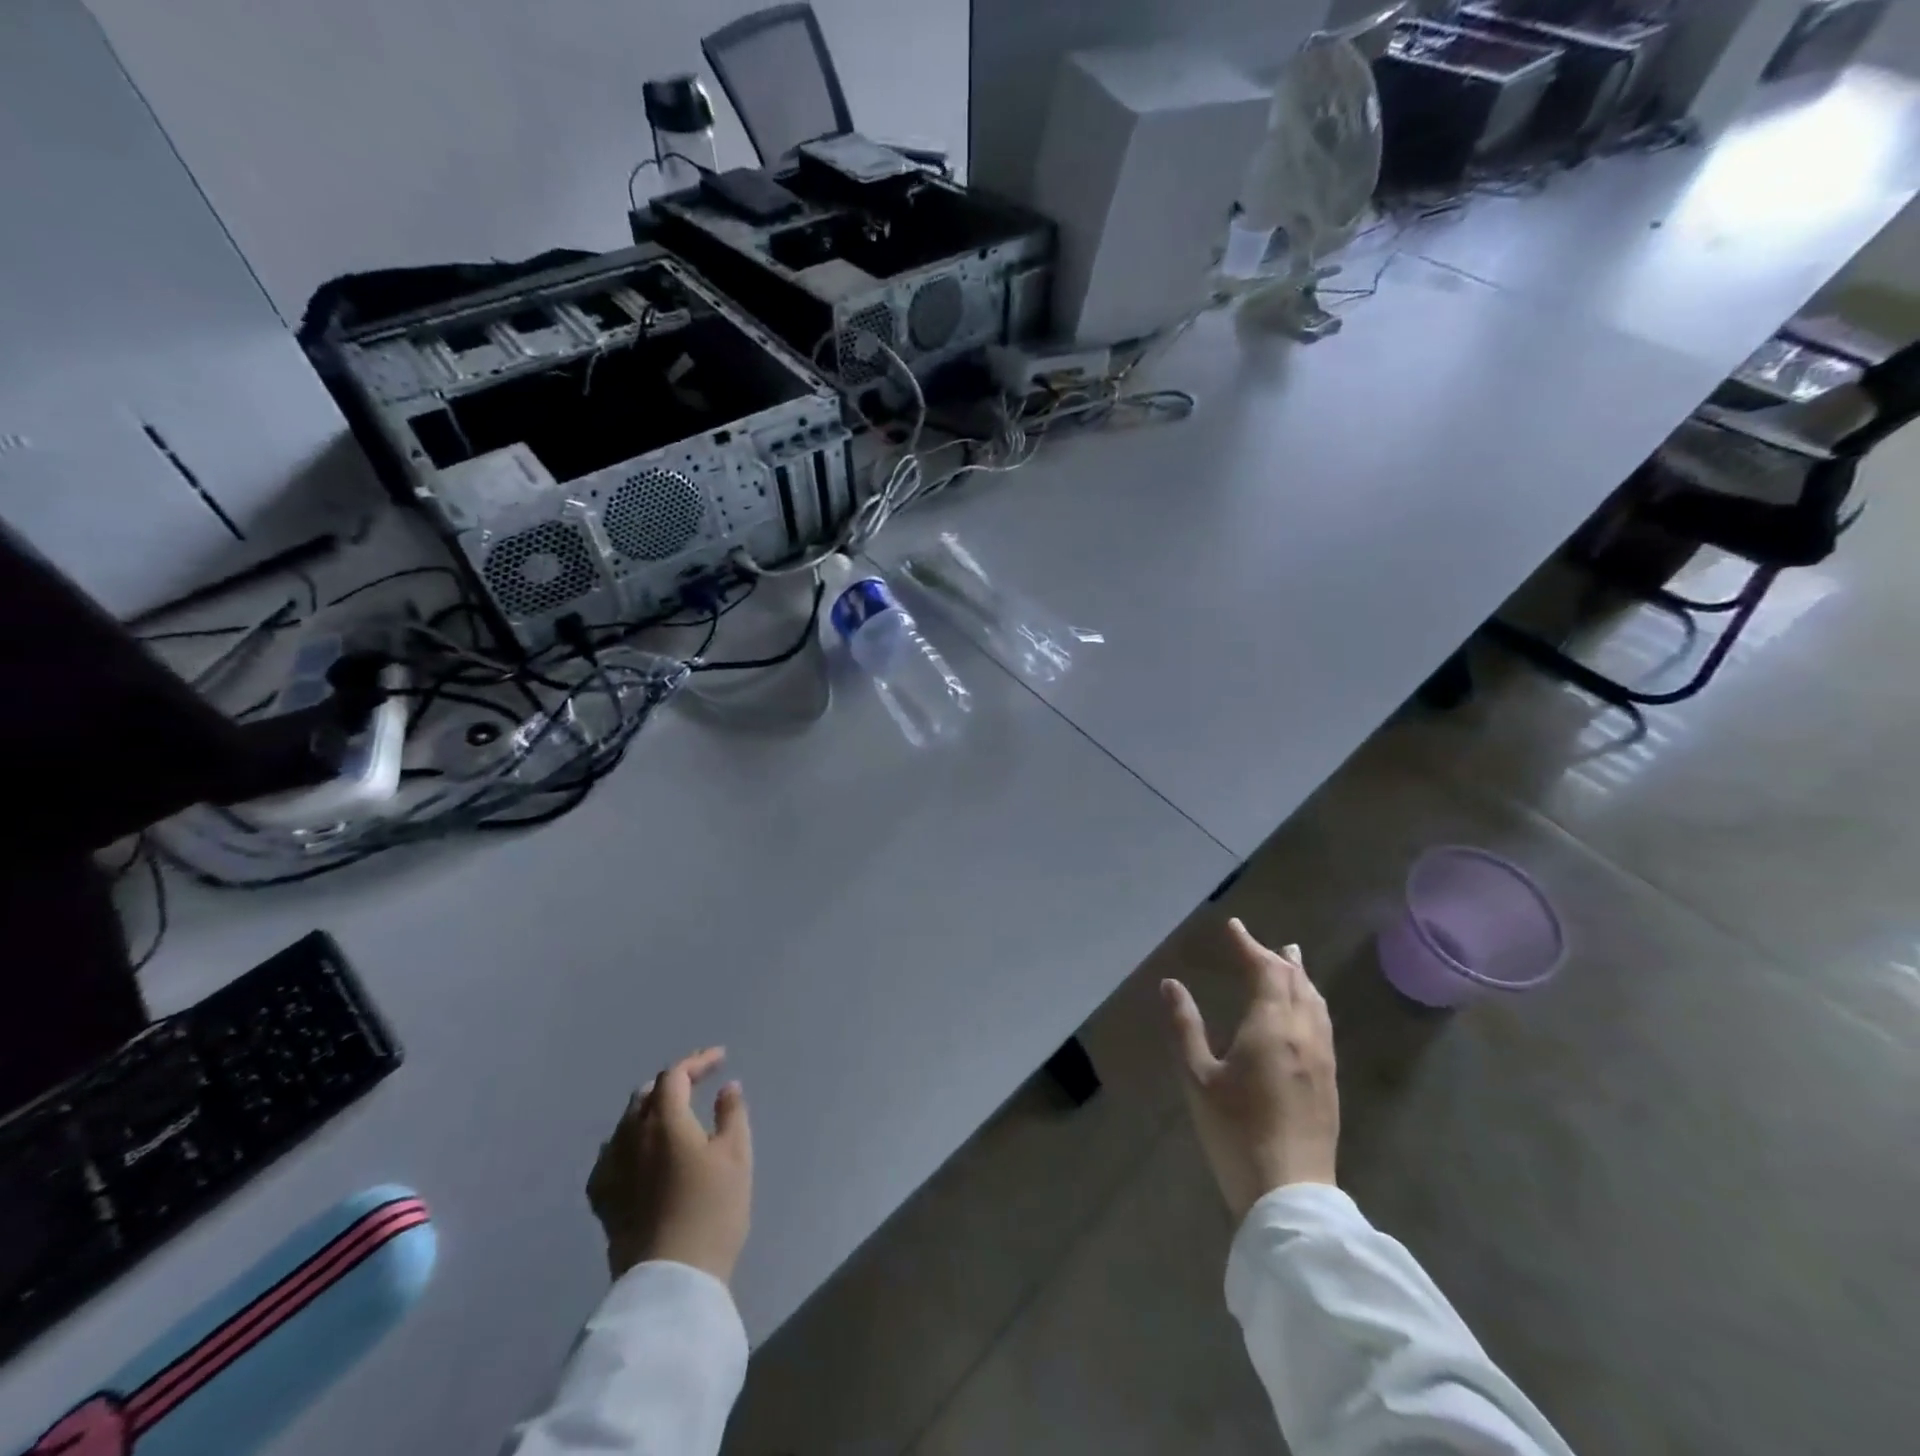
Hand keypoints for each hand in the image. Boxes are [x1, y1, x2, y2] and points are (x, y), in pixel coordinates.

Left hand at [586, 1047, 752, 1284]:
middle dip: (672, 1083)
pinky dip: (627, 1142)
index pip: (675, 1076)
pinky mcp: (603, 1202)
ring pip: (625, 1125)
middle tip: (697, 1082)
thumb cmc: (712, 1210)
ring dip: (649, 1110)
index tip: (721, 1058)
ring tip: (670, 1114)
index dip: (697, 1061)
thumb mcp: (736, 1156)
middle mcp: (631, 1138)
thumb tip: (726, 1087)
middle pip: (646, 1096)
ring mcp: (612, 1171)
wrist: (671, 1281)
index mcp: (665, 1121)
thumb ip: (732, 1114)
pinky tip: (635, 1153)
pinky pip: (610, 1157)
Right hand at [1162, 919, 1338, 1220]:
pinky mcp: (1330, 1080)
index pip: (1265, 970)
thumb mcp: (1198, 1078)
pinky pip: (1323, 1022)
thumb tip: (1171, 984)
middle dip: (1275, 957)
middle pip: (1295, 981)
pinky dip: (1310, 1000)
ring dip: (1299, 977)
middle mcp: (1303, 1033)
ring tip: (1290, 961)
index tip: (1234, 926)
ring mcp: (1322, 1057)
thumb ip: (1185, 1026)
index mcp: (1270, 1027)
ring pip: (1315, 1002)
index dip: (1249, 945)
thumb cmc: (1235, 1132)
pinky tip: (1305, 1009)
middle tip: (1255, 943)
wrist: (1290, 1194)